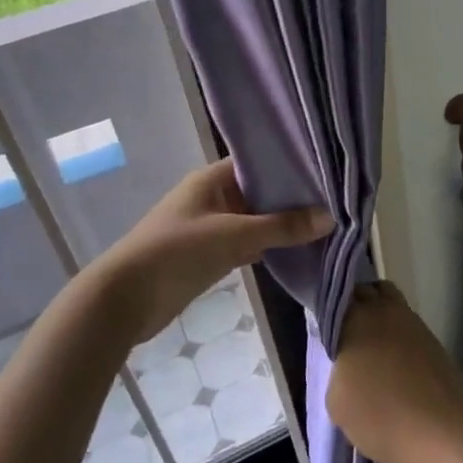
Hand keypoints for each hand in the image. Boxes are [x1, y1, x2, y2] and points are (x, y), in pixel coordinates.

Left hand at [82, 159, 332, 344]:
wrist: (125, 300)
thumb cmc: (176, 252)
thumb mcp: (233, 235)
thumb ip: (282, 227)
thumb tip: (331, 218)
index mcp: (212, 179)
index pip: (259, 162)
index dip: (291, 165)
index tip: (328, 172)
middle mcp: (214, 197)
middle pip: (262, 192)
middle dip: (294, 198)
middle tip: (337, 200)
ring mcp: (213, 227)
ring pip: (258, 220)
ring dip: (284, 225)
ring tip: (328, 223)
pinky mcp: (212, 255)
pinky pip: (249, 244)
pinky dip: (271, 247)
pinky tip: (301, 250)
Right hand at [327, 281, 462, 462]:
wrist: (440, 431)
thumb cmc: (380, 416)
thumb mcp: (337, 402)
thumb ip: (337, 372)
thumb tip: (348, 364)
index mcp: (356, 320)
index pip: (339, 297)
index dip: (333, 309)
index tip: (328, 326)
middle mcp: (385, 311)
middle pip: (368, 291)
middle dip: (356, 304)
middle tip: (347, 331)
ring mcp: (413, 322)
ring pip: (391, 302)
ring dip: (380, 314)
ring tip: (371, 345)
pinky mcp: (433, 338)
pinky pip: (408, 323)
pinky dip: (398, 332)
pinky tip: (394, 359)